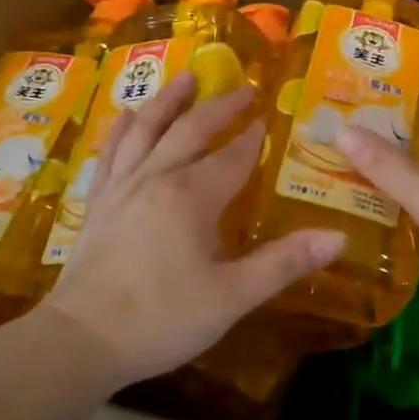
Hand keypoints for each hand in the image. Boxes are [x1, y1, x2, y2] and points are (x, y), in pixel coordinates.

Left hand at [33, 71, 344, 388]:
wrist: (79, 342)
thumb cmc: (161, 319)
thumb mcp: (232, 297)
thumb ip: (284, 263)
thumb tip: (339, 237)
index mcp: (191, 196)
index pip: (232, 155)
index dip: (253, 136)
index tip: (269, 115)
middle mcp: (155, 177)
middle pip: (191, 130)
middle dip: (220, 107)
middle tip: (244, 87)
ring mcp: (121, 187)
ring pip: (146, 130)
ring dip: (169, 101)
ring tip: (187, 77)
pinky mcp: (98, 202)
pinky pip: (111, 153)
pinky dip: (122, 129)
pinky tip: (126, 115)